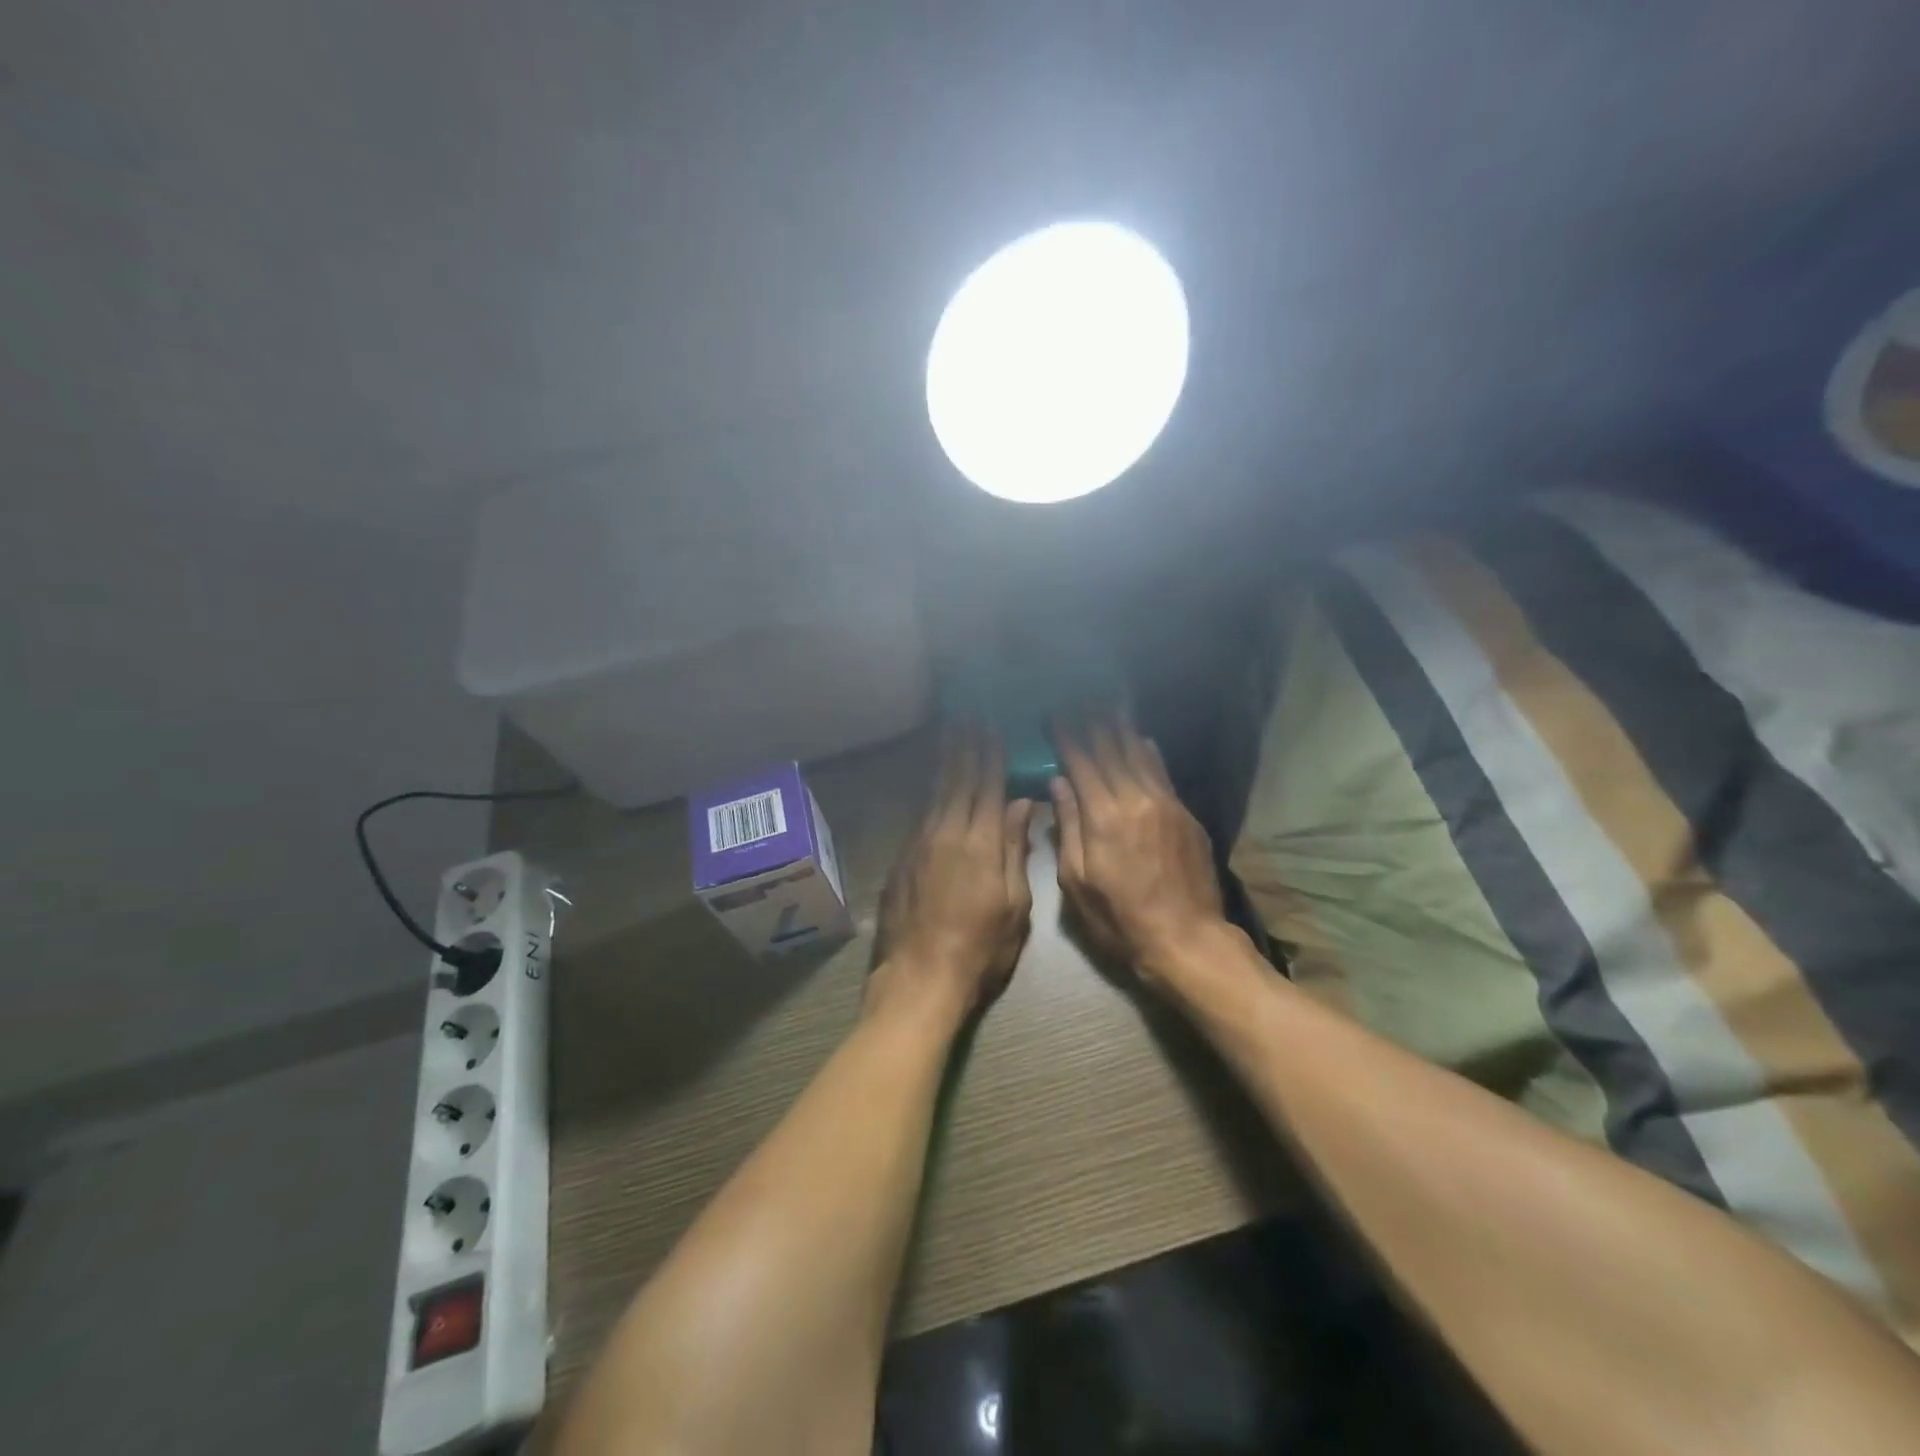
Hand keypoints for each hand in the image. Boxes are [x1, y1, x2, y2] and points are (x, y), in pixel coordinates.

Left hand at [870, 728, 1035, 1023]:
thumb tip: (1021, 802)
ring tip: (951, 732)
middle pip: (958, 779)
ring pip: (935, 790)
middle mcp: (946, 832)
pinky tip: (934, 779)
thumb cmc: (980, 948)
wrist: (920, 977)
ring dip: (945, 759)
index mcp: (979, 843)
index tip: (993, 726)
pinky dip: (930, 788)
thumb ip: (1015, 849)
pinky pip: (921, 810)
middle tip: (968, 715)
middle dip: (965, 745)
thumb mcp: (1013, 905)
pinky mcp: (902, 857)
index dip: (991, 754)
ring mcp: (920, 843)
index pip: (987, 786)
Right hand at [1052, 718, 1226, 988]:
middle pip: (1111, 750)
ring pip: (1139, 755)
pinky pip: (1162, 772)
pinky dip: (1148, 752)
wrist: (1185, 938)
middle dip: (1092, 722)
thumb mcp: (1077, 881)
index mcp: (1102, 817)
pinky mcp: (1185, 814)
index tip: (1054, 714)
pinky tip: (1141, 739)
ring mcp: (1165, 804)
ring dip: (1121, 728)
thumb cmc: (1119, 918)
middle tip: (1080, 697)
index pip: (1080, 764)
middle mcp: (1134, 800)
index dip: (1066, 737)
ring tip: (1108, 704)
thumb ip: (1067, 827)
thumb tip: (1057, 783)